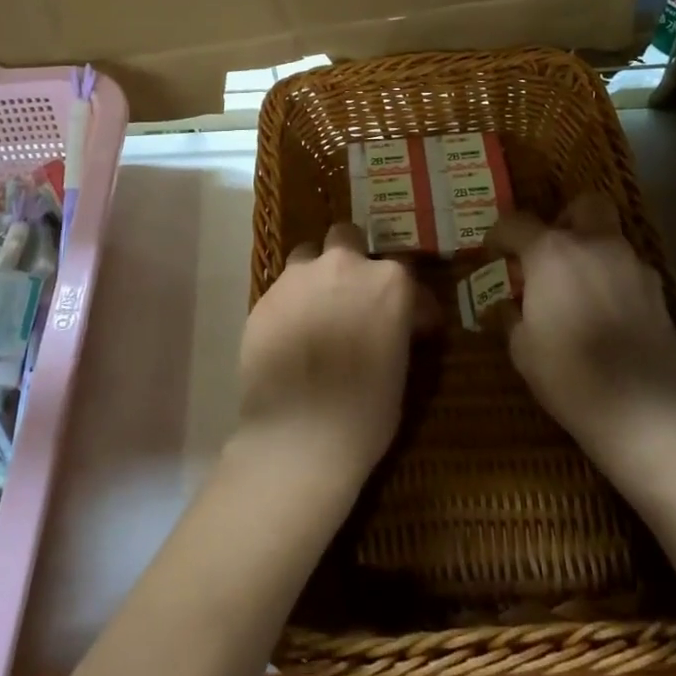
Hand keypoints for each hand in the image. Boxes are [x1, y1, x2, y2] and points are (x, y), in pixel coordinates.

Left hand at [233, 222, 430, 490]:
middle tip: (353, 295)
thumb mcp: (400, 368)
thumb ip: (397, 329)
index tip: (410, 320)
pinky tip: (291, 336)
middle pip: (347, 238)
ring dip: (316, 275)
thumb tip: (398, 323)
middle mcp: (343, 266)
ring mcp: (298, 278)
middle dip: (353, 258)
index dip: (408, 297)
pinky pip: (282, 290)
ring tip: (317, 310)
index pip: (405, 271)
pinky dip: (290, 304)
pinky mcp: (264, 298)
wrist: (298, 437)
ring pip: (307, 256)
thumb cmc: (365, 413)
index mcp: (388, 283)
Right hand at [487, 195, 675, 469]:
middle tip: (549, 255)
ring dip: (590, 251)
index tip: (492, 256)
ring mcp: (633, 265)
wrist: (651, 412)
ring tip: (575, 291)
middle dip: (564, 220)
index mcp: (552, 252)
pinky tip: (604, 314)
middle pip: (583, 206)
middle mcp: (595, 245)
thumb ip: (511, 316)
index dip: (498, 237)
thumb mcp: (523, 349)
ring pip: (609, 237)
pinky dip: (612, 279)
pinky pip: (627, 269)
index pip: (515, 223)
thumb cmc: (572, 376)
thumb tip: (507, 304)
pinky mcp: (659, 292)